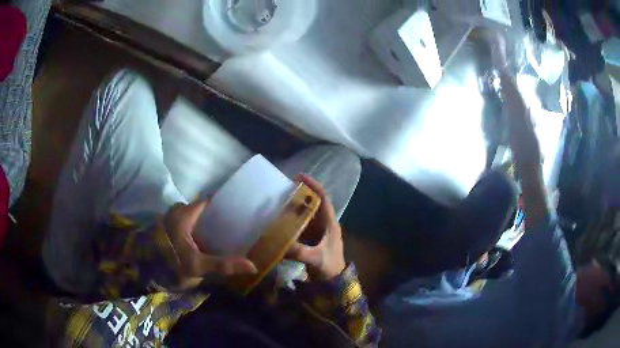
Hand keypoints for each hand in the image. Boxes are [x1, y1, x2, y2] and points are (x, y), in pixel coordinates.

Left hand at [163, 200, 256, 283]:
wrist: (144, 269)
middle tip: (232, 225)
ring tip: (220, 232)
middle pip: (201, 208)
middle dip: (215, 215)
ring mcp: (170, 217)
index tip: (238, 210)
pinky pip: (185, 221)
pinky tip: (203, 239)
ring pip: (192, 215)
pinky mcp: (166, 226)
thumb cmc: (171, 263)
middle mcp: (177, 210)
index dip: (223, 204)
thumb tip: (253, 266)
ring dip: (204, 222)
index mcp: (185, 213)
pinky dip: (195, 228)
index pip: (209, 201)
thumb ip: (223, 265)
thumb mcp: (198, 266)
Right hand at [286, 174, 345, 280]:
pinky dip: (292, 221)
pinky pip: (301, 225)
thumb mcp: (316, 259)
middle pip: (313, 204)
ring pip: (306, 214)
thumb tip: (280, 244)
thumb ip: (300, 252)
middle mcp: (324, 224)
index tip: (299, 176)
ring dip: (295, 208)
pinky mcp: (311, 239)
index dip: (313, 186)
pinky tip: (280, 221)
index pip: (323, 199)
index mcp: (330, 224)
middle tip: (283, 189)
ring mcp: (318, 232)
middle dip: (300, 195)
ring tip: (278, 202)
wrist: (333, 282)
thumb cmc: (329, 268)